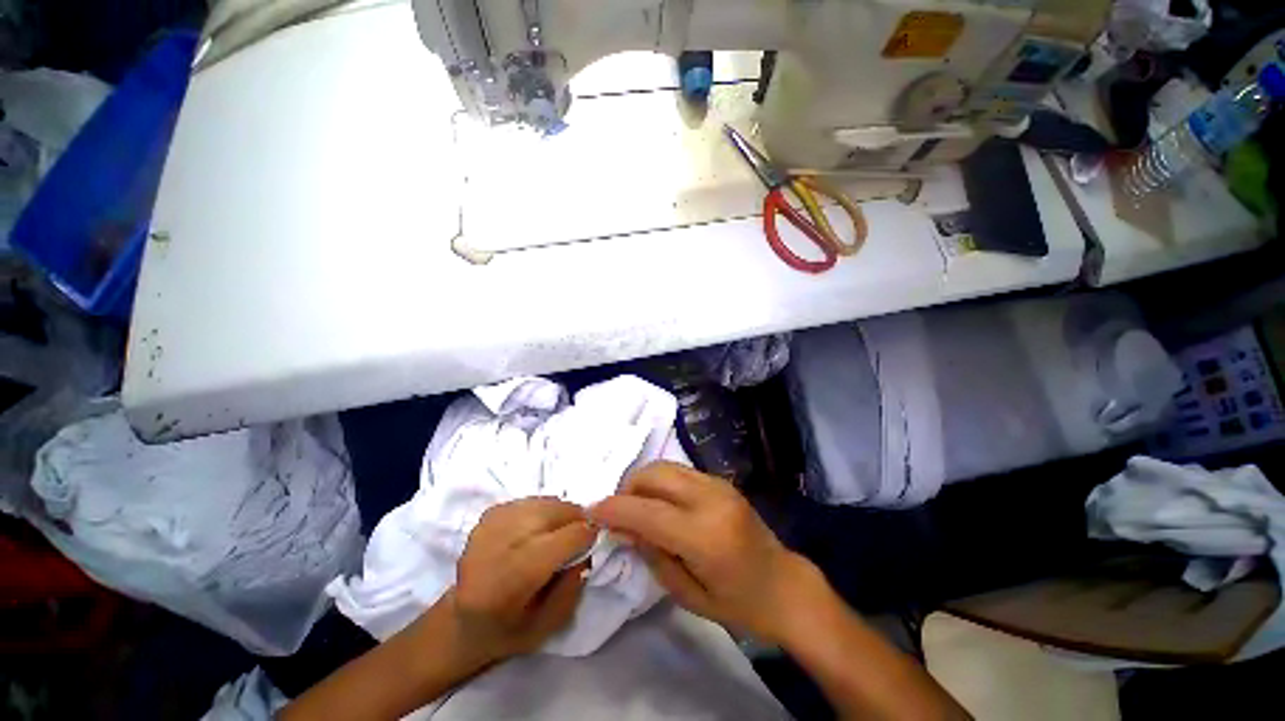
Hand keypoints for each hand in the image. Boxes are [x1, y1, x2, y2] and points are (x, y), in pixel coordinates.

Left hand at [449, 497, 595, 663]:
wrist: (462, 619)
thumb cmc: (508, 630)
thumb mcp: (548, 626)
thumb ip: (573, 588)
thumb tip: (587, 550)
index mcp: (510, 583)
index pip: (560, 542)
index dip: (585, 535)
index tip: (596, 539)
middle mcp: (496, 548)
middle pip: (551, 514)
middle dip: (575, 518)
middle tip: (583, 531)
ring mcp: (489, 527)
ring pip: (542, 503)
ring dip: (561, 512)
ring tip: (564, 528)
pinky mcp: (488, 515)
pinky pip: (530, 500)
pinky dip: (544, 508)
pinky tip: (543, 525)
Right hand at [590, 462, 813, 642]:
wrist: (785, 584)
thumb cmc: (739, 604)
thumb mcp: (689, 594)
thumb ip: (652, 555)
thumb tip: (622, 528)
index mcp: (704, 536)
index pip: (647, 512)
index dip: (614, 509)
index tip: (591, 511)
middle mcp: (710, 499)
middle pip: (654, 475)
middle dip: (627, 488)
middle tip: (618, 512)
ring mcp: (719, 485)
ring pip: (666, 466)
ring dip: (643, 481)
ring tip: (636, 506)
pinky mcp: (722, 481)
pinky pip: (680, 471)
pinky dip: (661, 481)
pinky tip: (659, 502)